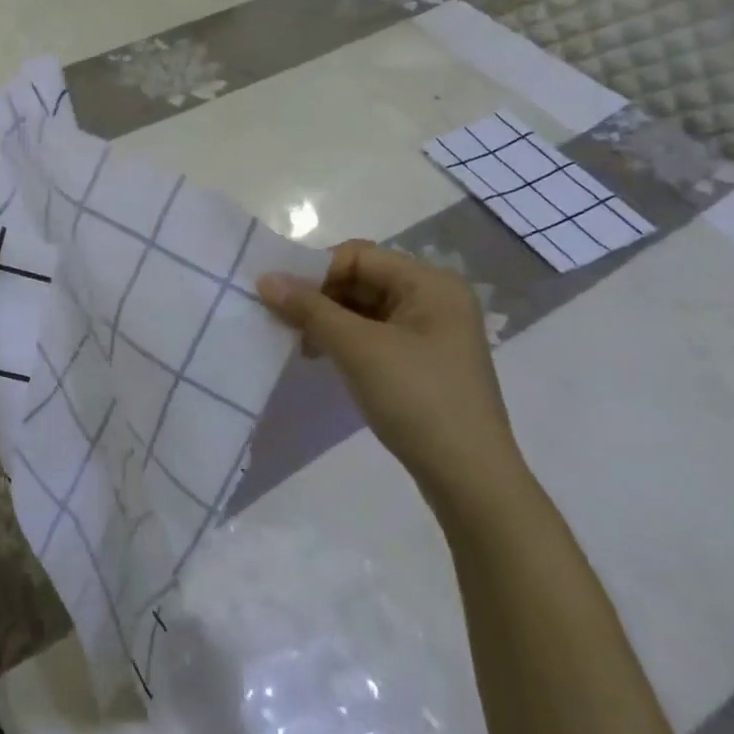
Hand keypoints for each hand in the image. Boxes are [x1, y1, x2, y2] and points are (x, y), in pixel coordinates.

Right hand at [256, 241, 527, 511]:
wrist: (468, 477)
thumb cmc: (417, 398)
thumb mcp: (357, 348)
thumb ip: (309, 308)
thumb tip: (265, 278)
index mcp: (430, 283)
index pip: (357, 256)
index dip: (314, 271)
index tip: (279, 299)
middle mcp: (434, 298)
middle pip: (360, 279)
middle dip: (319, 297)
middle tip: (283, 323)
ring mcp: (431, 332)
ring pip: (363, 308)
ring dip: (327, 320)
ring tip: (299, 345)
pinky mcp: (422, 361)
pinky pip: (373, 334)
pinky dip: (344, 340)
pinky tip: (321, 358)